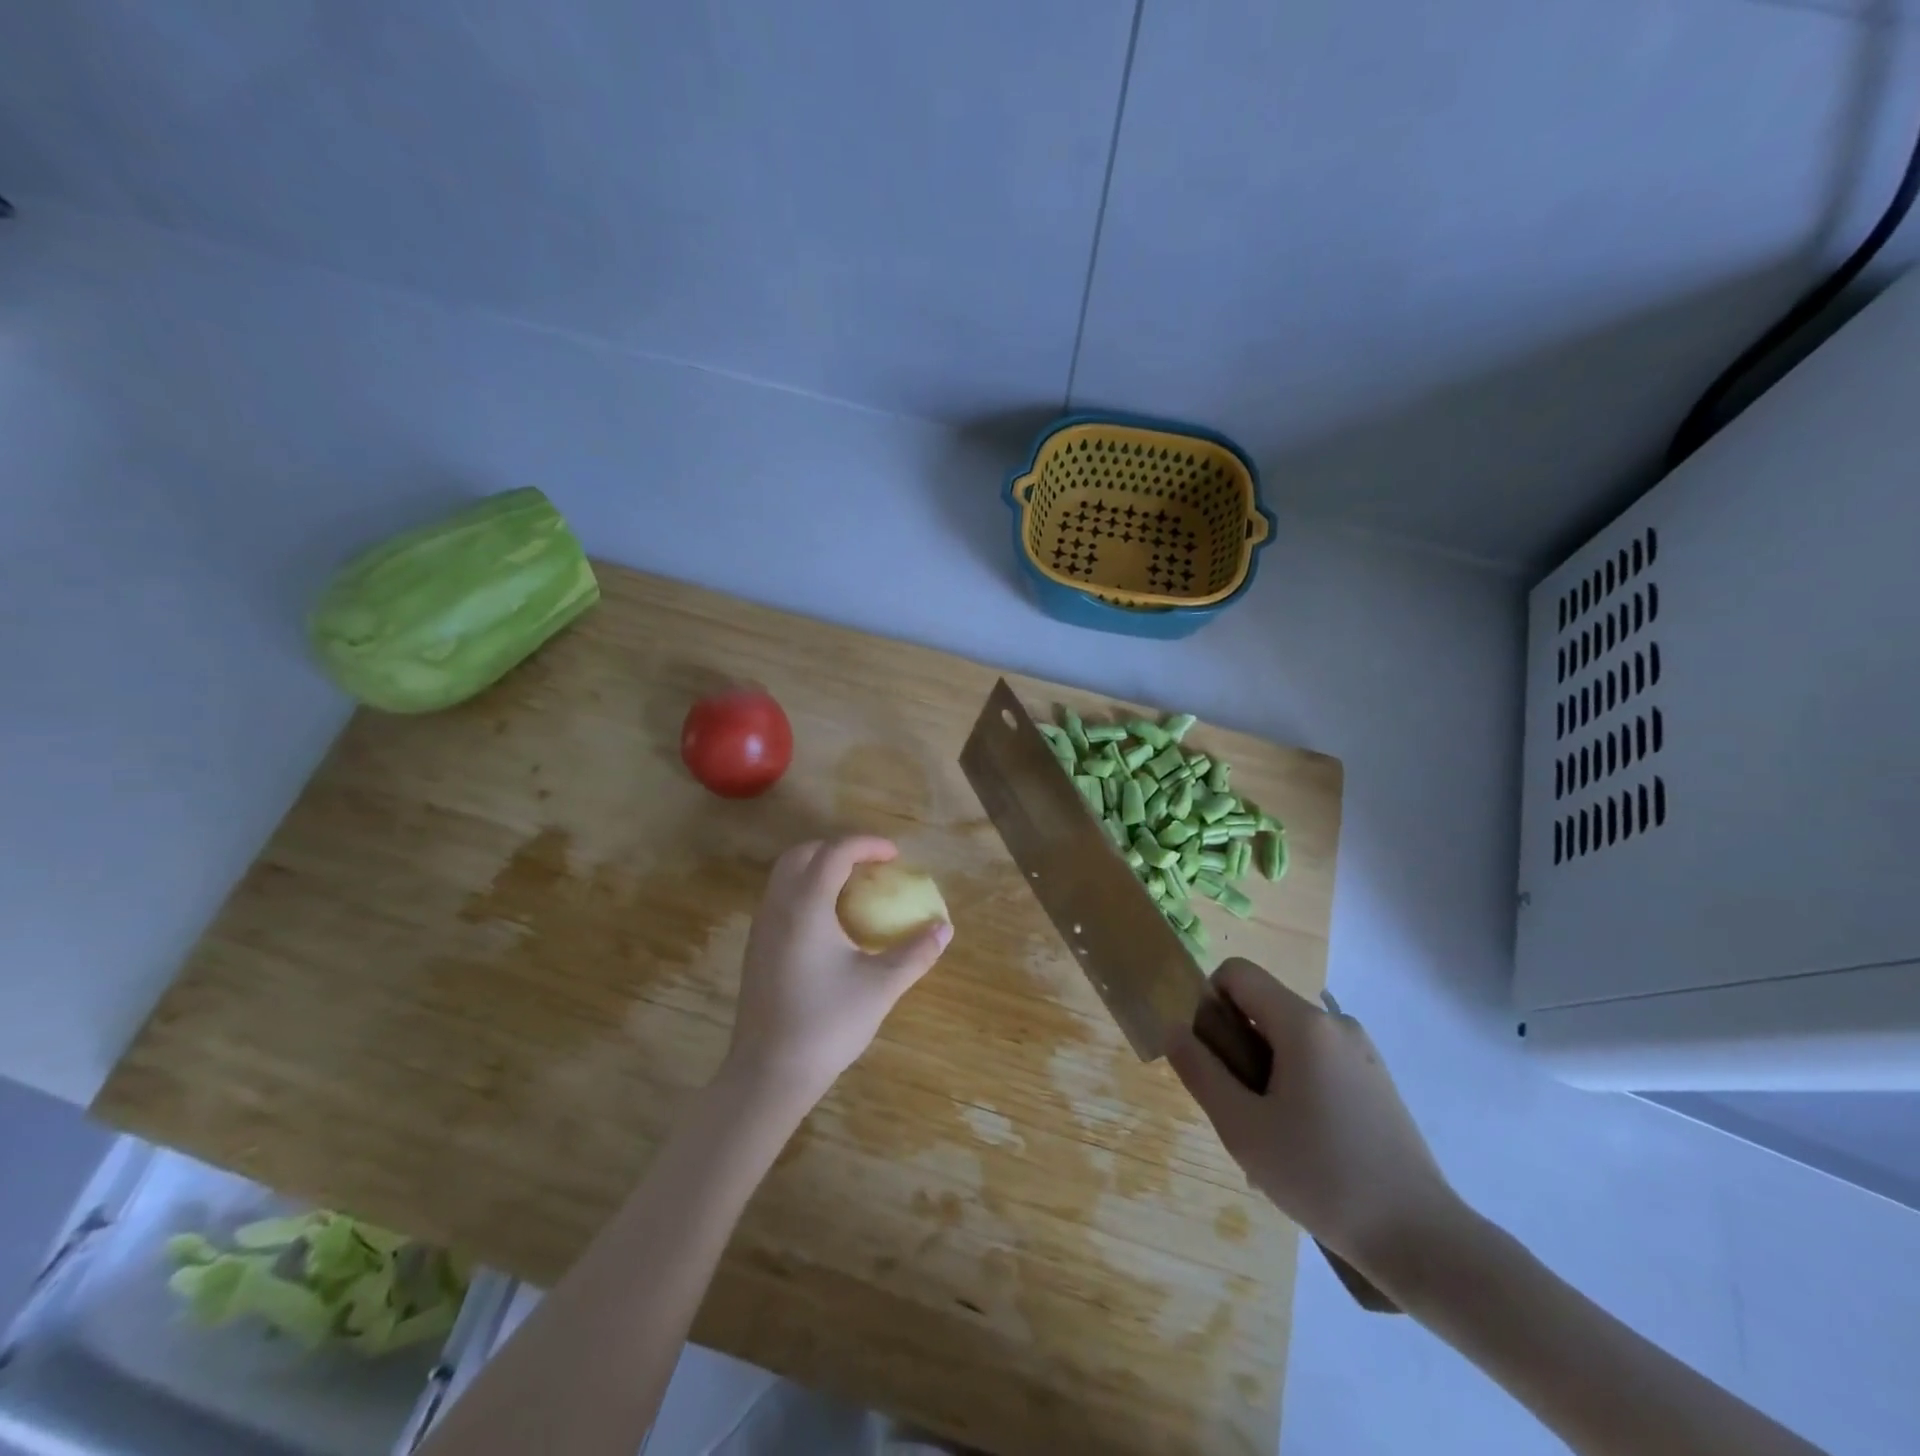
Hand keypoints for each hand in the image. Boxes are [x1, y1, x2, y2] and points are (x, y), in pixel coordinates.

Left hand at [723, 837, 951, 1102]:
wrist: (768, 1073)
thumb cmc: (826, 1024)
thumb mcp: (880, 987)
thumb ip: (915, 953)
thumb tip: (944, 929)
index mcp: (806, 906)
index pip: (835, 853)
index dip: (866, 844)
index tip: (894, 855)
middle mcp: (778, 907)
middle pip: (802, 854)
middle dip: (837, 849)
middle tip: (870, 866)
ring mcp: (761, 928)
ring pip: (785, 876)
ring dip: (818, 869)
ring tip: (853, 890)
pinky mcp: (755, 949)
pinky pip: (780, 900)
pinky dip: (806, 892)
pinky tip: (829, 924)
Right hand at [1167, 959, 1465, 1273]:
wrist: (1423, 1241)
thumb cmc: (1323, 1178)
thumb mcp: (1243, 1128)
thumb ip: (1201, 1071)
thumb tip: (1175, 1029)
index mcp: (1304, 1024)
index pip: (1237, 973)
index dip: (1209, 1002)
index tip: (1211, 1056)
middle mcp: (1335, 1024)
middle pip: (1262, 1007)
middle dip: (1237, 1048)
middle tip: (1238, 1110)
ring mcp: (1362, 1052)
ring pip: (1288, 1039)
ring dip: (1264, 1073)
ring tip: (1270, 1138)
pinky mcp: (1376, 1080)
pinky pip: (1317, 1062)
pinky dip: (1295, 1086)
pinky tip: (1302, 1145)